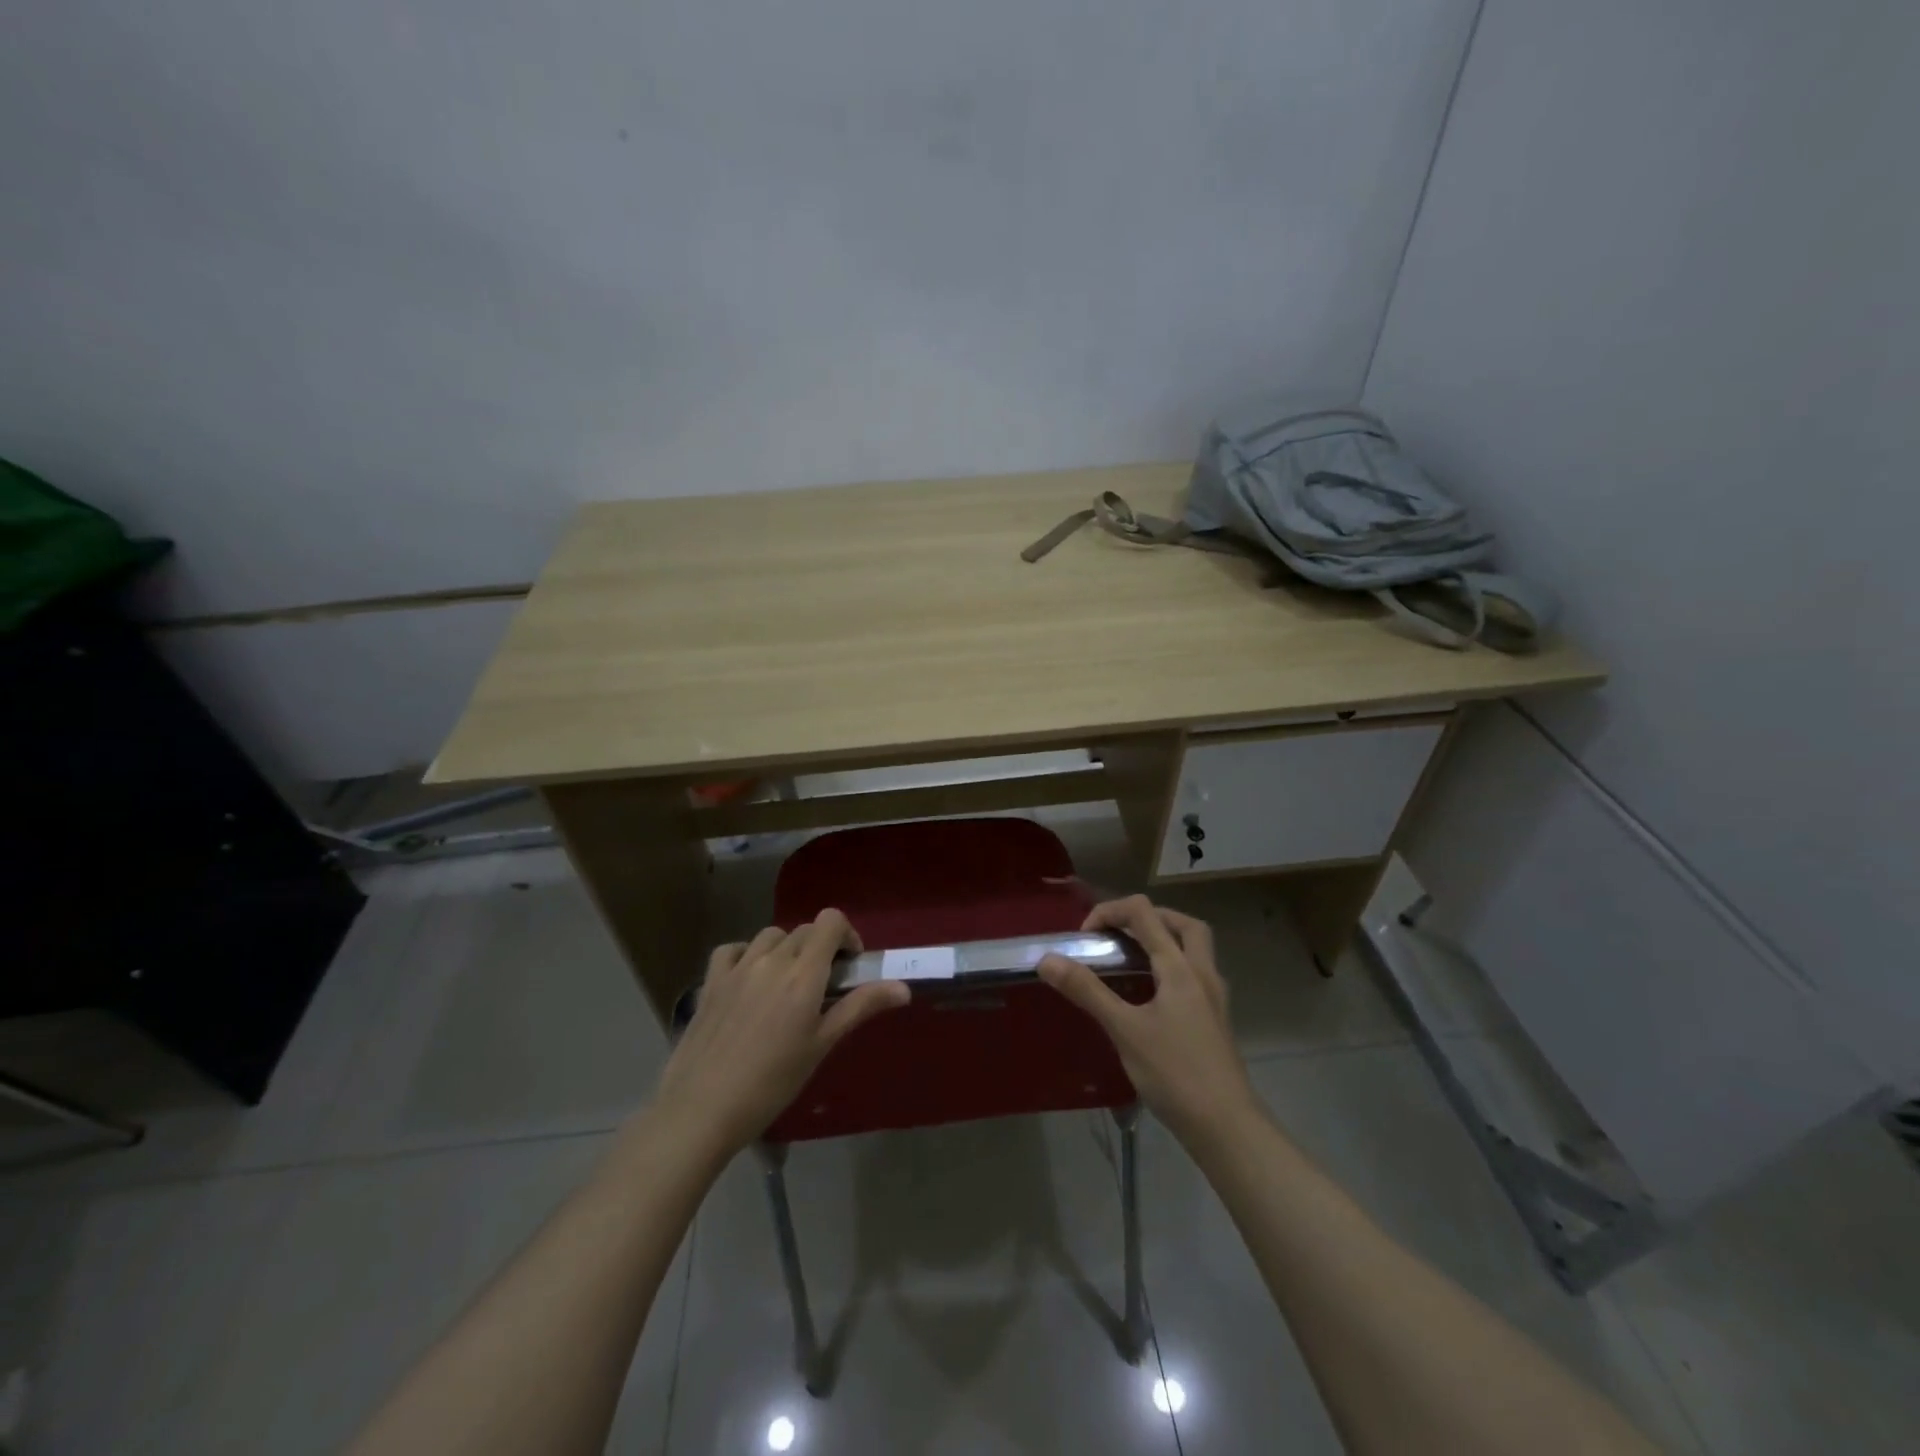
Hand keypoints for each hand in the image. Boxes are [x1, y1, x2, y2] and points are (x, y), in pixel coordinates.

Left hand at [653, 911, 910, 1154]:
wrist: (702, 1109)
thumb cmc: (772, 1083)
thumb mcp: (822, 1045)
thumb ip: (860, 1007)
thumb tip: (904, 988)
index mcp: (803, 973)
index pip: (830, 921)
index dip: (846, 935)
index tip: (849, 965)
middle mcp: (771, 959)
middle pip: (804, 930)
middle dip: (820, 948)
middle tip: (822, 986)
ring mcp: (737, 967)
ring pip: (770, 936)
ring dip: (786, 950)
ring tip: (786, 984)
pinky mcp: (710, 981)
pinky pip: (732, 949)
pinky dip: (746, 954)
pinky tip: (749, 979)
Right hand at [1038, 895, 1260, 1145]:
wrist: (1227, 1128)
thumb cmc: (1175, 1074)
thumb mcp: (1124, 1030)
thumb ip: (1087, 991)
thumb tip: (1047, 959)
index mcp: (1180, 967)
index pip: (1144, 913)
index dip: (1110, 911)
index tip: (1085, 937)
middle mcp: (1203, 973)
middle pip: (1182, 923)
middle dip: (1148, 917)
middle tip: (1120, 933)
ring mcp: (1214, 998)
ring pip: (1195, 949)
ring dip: (1165, 940)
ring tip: (1132, 959)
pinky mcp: (1216, 1021)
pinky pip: (1196, 975)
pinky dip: (1173, 968)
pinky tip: (1152, 996)